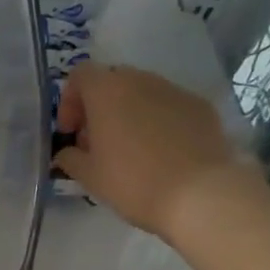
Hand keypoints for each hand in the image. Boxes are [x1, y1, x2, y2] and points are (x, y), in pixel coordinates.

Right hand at [53, 63, 253, 243]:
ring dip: (129, 113)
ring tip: (131, 149)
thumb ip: (70, 158)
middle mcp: (141, 80)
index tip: (71, 132)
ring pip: (143, 92)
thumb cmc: (133, 182)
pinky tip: (162, 153)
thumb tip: (68, 152)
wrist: (201, 194)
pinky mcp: (201, 106)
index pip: (80, 75)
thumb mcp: (89, 177)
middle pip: (112, 81)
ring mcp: (175, 90)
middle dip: (100, 107)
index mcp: (107, 91)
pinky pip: (170, 106)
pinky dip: (159, 121)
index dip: (69, 101)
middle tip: (97, 142)